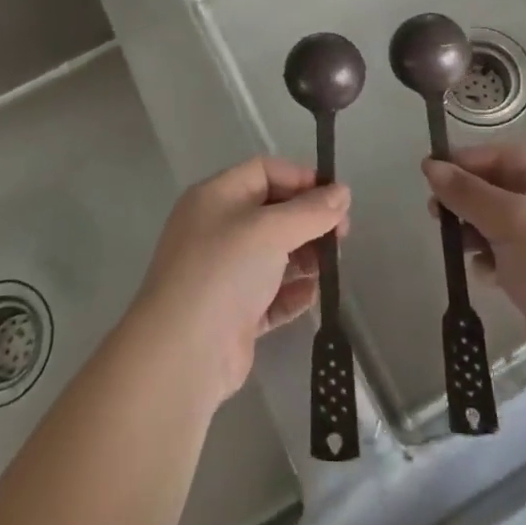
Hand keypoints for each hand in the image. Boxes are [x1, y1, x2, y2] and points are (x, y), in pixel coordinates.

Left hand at [131, 157, 350, 406]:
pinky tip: (312, 295)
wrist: (183, 352)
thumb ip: (310, 210)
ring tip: (331, 266)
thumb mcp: (270, 229)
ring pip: (273, 254)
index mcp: (216, 197)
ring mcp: (224, 273)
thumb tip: (343, 192)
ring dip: (305, 257)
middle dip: (308, 221)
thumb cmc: (224, 271)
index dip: (301, 179)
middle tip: (342, 237)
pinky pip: (270, 294)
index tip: (336, 199)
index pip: (264, 172)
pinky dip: (292, 293)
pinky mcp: (234, 313)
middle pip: (272, 212)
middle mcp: (217, 229)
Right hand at [422, 146, 525, 396]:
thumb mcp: (509, 220)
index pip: (504, 157)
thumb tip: (431, 166)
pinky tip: (482, 274)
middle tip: (436, 214)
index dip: (465, 162)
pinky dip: (491, 260)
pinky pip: (511, 256)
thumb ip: (467, 192)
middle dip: (467, 199)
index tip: (428, 175)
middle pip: (501, 190)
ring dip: (475, 231)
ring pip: (503, 224)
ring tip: (454, 246)